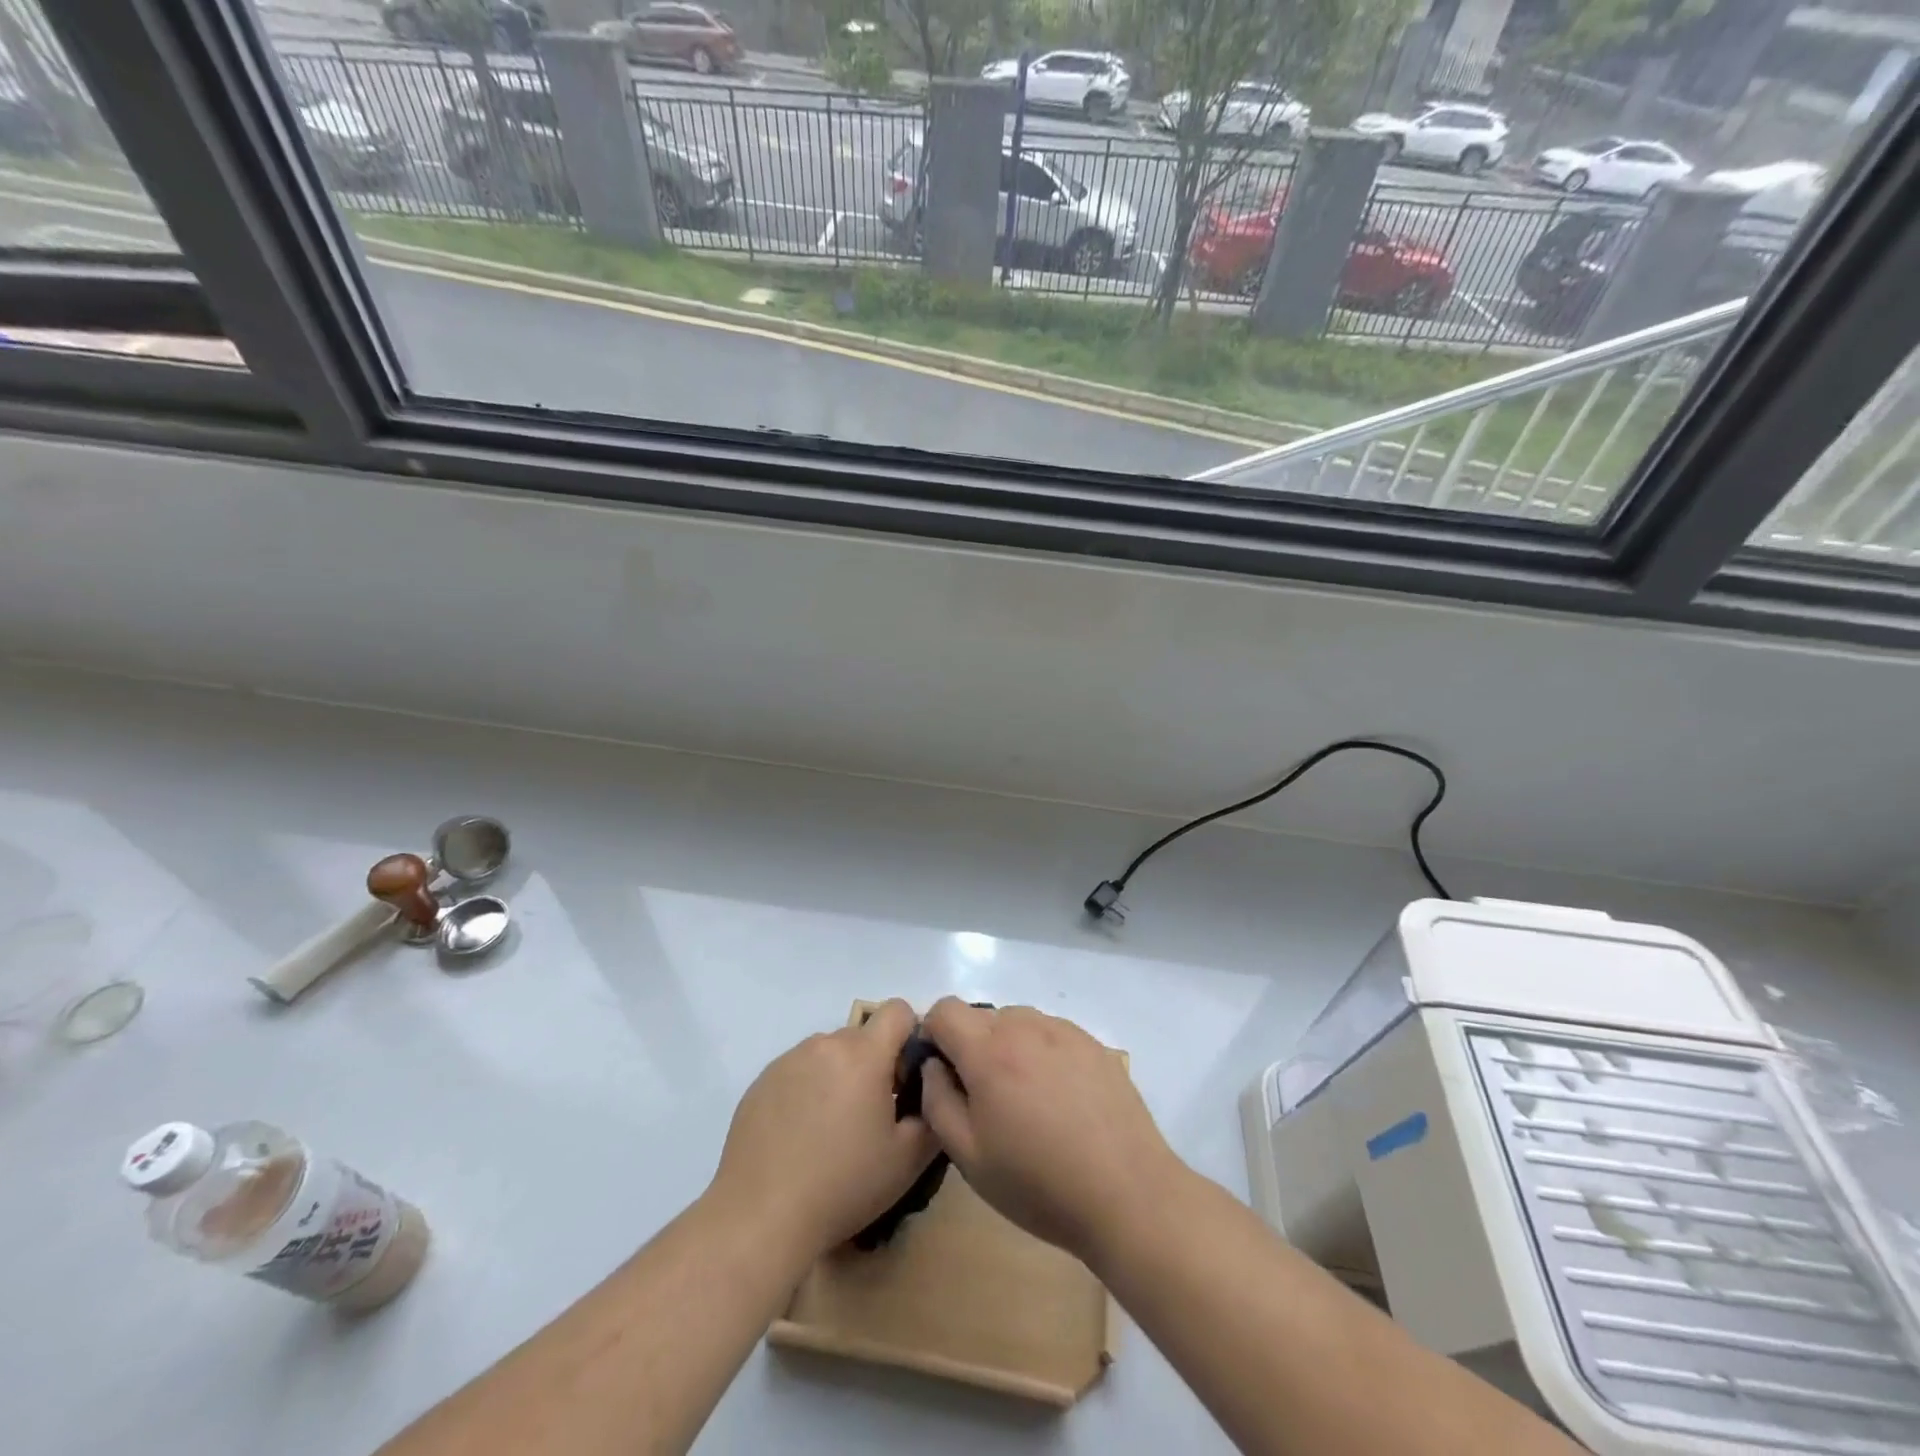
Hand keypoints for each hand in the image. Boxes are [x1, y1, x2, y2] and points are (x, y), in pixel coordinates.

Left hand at [708, 999, 937, 1262]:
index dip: (910, 1036)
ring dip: (840, 1076)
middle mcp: (825, 1044)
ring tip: (832, 1131)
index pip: (898, 1010)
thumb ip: (932, 1113)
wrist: (760, 1217)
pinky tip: (800, 1138)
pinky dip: (808, 1091)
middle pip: (862, 1036)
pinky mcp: (762, 1081)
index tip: (906, 1078)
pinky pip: (798, 1071)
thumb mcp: (907, 1160)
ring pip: (829, 1053)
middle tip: (871, 1117)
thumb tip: (931, 1090)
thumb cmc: (842, 1186)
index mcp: (863, 1054)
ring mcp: (788, 1060)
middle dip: (874, 1064)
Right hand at [918, 998, 1182, 1267]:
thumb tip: (933, 1066)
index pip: (944, 1009)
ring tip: (1026, 1101)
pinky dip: (1042, 1053)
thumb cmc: (1039, 1183)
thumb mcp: (969, 1156)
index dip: (933, 1036)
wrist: (1128, 1194)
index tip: (942, 1074)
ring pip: (1017, 1023)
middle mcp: (1025, 1025)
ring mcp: (1064, 1030)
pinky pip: (1051, 1034)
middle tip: (985, 1099)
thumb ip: (938, 1100)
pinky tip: (1060, 1100)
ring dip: (1008, 1048)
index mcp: (988, 1050)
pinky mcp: (1093, 1043)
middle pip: (981, 1016)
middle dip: (970, 1047)